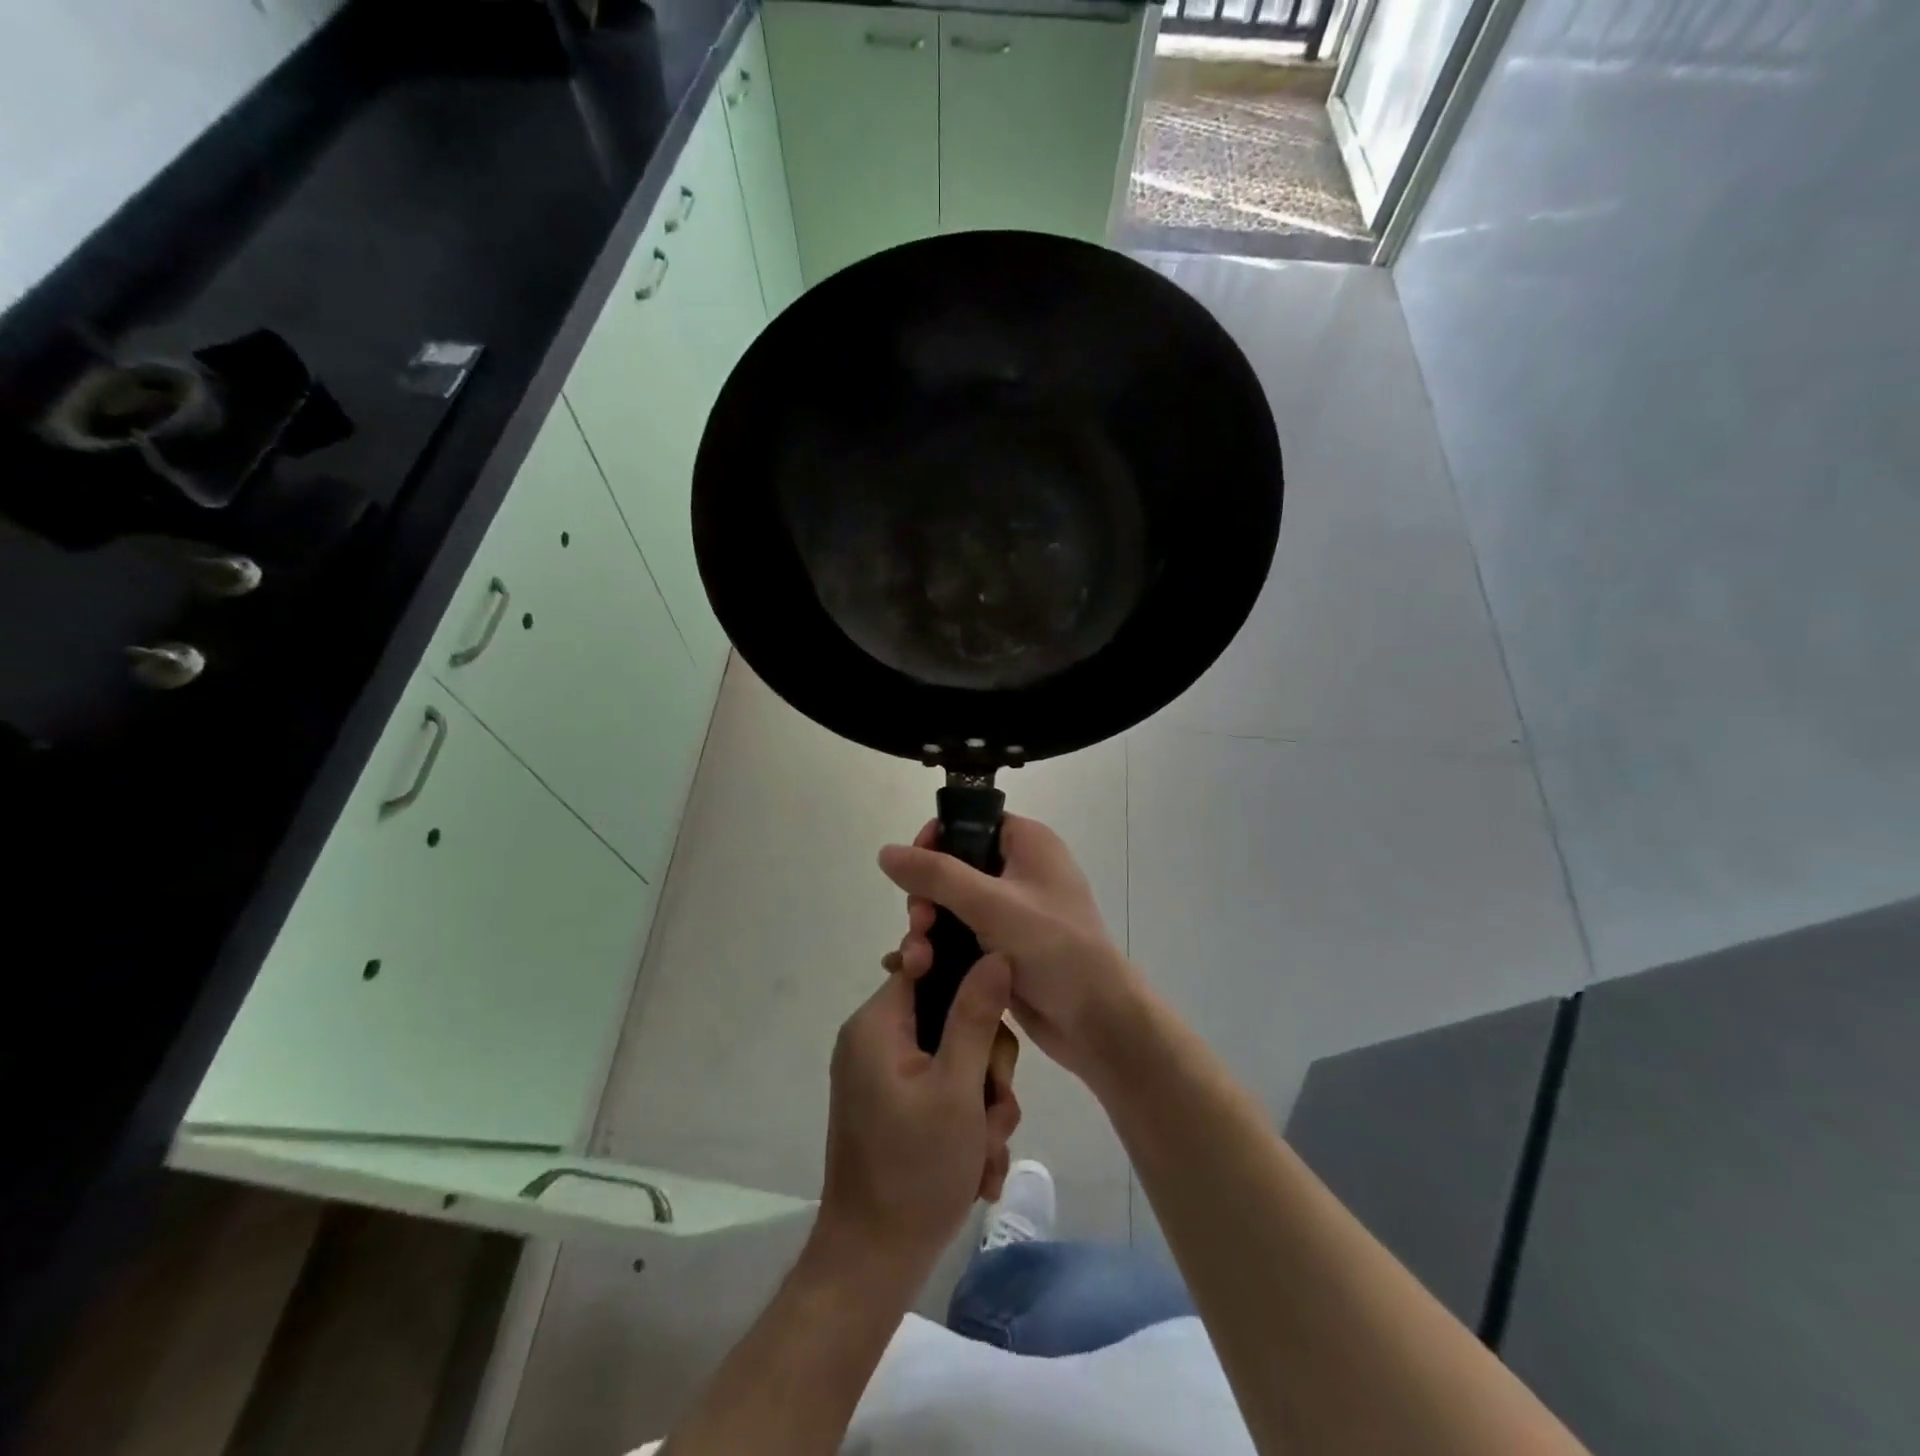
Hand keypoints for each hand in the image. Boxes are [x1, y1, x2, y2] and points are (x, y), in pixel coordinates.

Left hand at [815, 952, 1021, 1283]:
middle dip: (986, 1066)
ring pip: (959, 1060)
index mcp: (878, 1024)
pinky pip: (946, 1092)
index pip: (926, 964)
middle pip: (952, 1017)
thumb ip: (977, 1015)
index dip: (969, 979)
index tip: (998, 1013)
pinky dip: (968, 1125)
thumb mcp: (957, 1088)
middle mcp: (878, 1041)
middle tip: (993, 1109)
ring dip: (984, 1105)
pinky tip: (978, 1169)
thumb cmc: (915, 1170)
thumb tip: (995, 954)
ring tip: (984, 1151)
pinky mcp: (899, 1108)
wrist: (873, 1265)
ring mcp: (888, 1077)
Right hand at [879, 815, 1144, 1083]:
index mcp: (1027, 843)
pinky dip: (940, 950)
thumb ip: (936, 875)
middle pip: (953, 867)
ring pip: (952, 907)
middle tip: (920, 926)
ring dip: (928, 930)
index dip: (935, 842)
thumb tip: (886, 851)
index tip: (913, 873)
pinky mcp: (1004, 947)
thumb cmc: (1054, 949)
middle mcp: (1020, 870)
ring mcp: (1012, 911)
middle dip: (926, 897)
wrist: (1096, 1022)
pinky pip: (961, 937)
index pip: (970, 822)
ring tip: (917, 962)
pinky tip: (916, 971)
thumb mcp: (991, 904)